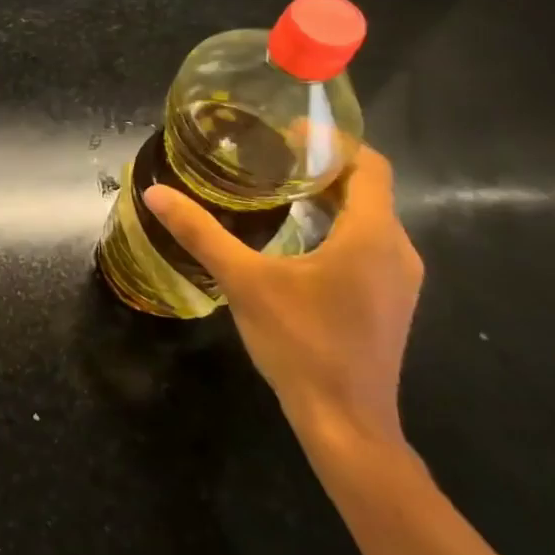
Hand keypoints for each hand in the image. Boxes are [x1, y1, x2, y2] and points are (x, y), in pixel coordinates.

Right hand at [144, 146, 420, 449]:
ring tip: (279, 190)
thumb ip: (201, 234)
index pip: (369, 165)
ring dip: (330, 198)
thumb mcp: (244, 282)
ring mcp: (398, 280)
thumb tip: (156, 194)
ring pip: (369, 219)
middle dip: (323, 168)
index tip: (288, 132)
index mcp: (371, 236)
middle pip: (369, 189)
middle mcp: (396, 250)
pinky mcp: (389, 302)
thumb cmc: (301, 343)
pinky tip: (296, 240)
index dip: (333, 141)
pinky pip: (368, 245)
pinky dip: (337, 227)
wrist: (346, 422)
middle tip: (271, 157)